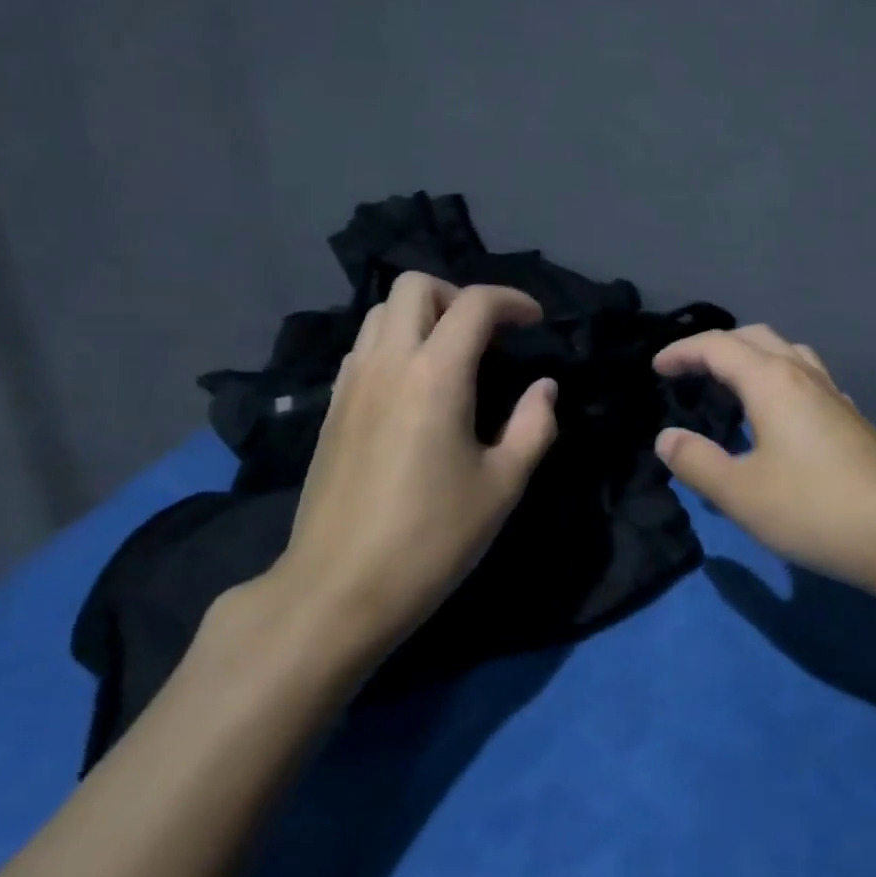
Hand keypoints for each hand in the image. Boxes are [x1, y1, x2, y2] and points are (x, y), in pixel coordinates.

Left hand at [268, 273, 559, 659]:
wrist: (336, 590)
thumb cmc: (431, 538)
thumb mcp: (503, 485)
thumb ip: (534, 426)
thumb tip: (543, 388)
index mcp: (436, 375)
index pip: (475, 303)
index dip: (513, 301)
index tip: (534, 323)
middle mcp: (388, 363)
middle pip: (415, 286)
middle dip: (458, 295)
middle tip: (487, 335)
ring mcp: (352, 383)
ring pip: (382, 312)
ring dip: (423, 315)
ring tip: (452, 356)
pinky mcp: (332, 408)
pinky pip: (363, 346)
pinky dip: (394, 342)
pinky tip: (414, 386)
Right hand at [652, 325, 875, 597]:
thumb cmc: (818, 508)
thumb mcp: (742, 493)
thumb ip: (697, 462)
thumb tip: (667, 438)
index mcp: (772, 381)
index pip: (717, 347)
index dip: (682, 351)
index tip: (656, 369)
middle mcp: (803, 375)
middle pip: (755, 338)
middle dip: (716, 346)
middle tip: (688, 371)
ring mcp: (833, 395)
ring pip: (787, 354)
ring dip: (752, 358)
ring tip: (730, 385)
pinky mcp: (852, 420)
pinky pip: (807, 380)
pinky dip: (779, 381)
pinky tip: (780, 416)